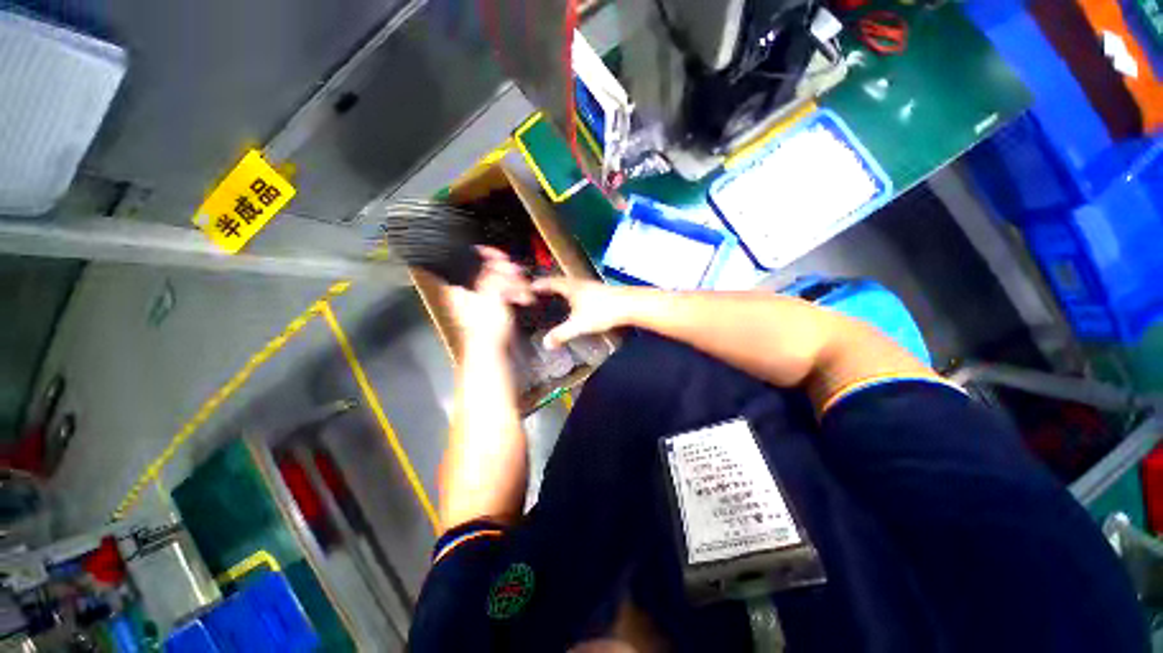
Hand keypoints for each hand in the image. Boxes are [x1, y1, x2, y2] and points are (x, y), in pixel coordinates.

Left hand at [446, 247, 532, 349]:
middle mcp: (471, 289)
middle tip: (518, 275)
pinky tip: (525, 297)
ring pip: (500, 279)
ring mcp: (484, 298)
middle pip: (488, 268)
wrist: (496, 352)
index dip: (485, 254)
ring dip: (517, 282)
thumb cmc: (488, 329)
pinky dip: (518, 292)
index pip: (469, 259)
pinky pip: (507, 291)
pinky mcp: (496, 306)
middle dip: (507, 270)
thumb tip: (495, 262)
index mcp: (462, 286)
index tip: (501, 256)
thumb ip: (492, 277)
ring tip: (525, 290)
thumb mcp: (491, 297)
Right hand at [531, 277, 633, 348]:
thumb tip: (545, 344)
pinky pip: (581, 290)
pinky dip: (574, 294)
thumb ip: (561, 334)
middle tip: (540, 292)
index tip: (529, 286)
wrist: (630, 305)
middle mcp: (580, 283)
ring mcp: (592, 286)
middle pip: (561, 281)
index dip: (539, 284)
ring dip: (563, 289)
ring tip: (556, 297)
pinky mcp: (601, 292)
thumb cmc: (602, 311)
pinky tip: (577, 303)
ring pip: (572, 285)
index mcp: (571, 287)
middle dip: (550, 285)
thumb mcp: (579, 325)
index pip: (550, 282)